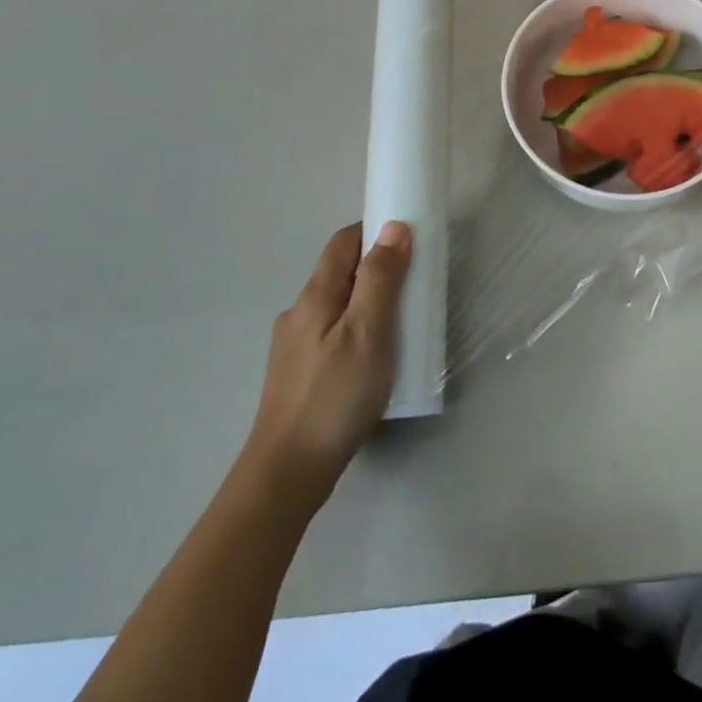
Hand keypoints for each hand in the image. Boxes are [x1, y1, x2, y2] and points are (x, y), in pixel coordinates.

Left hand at [243, 221, 411, 500]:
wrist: (286, 474)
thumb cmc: (334, 396)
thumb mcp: (368, 332)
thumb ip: (381, 279)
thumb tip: (394, 227)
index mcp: (314, 296)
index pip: (343, 242)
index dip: (374, 231)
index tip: (410, 239)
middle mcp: (298, 313)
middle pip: (340, 272)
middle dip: (377, 268)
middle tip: (415, 284)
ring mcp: (294, 346)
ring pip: (337, 305)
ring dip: (368, 301)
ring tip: (401, 323)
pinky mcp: (298, 374)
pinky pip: (333, 333)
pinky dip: (357, 329)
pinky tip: (374, 358)